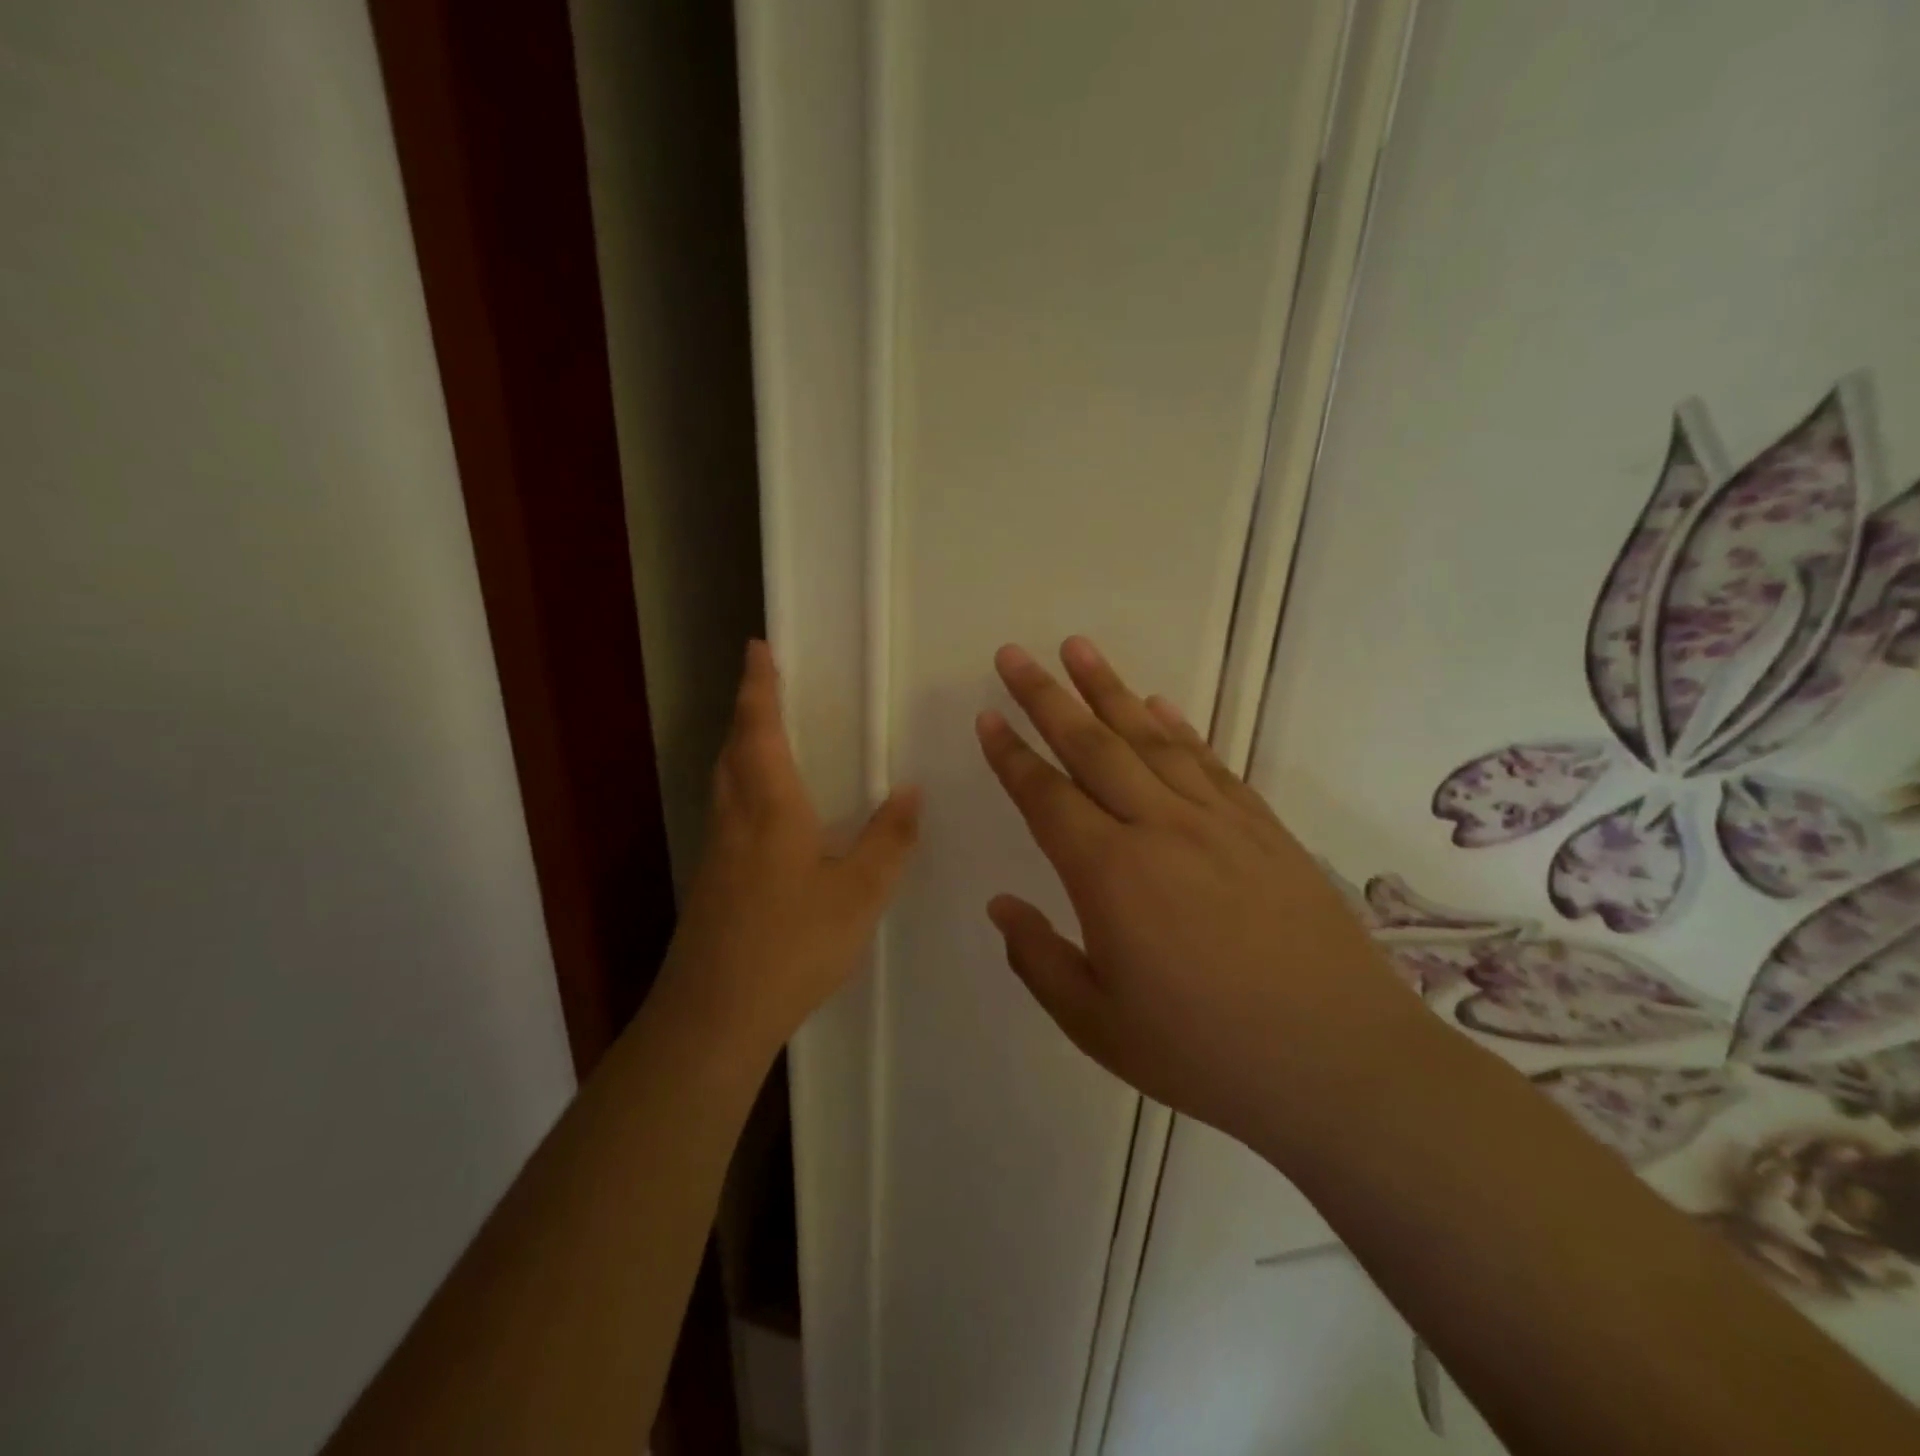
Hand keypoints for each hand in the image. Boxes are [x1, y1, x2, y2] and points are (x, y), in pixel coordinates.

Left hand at [654, 641, 920, 1061]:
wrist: (714, 1014)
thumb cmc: (792, 946)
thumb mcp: (859, 895)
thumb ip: (888, 841)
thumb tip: (910, 792)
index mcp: (770, 808)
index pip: (760, 730)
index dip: (759, 686)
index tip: (756, 647)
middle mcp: (735, 818)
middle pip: (733, 748)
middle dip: (747, 710)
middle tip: (764, 684)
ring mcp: (716, 850)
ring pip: (724, 780)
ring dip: (740, 745)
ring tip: (764, 734)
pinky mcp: (710, 880)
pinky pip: (726, 810)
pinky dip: (741, 785)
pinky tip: (764, 812)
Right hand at [976, 638, 1417, 1154]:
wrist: (1340, 1063)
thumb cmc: (1205, 1052)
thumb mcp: (1098, 1025)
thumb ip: (1039, 960)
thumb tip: (1001, 905)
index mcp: (1110, 875)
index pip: (1046, 796)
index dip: (1011, 754)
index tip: (988, 715)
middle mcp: (1159, 829)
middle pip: (1092, 746)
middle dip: (1047, 696)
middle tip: (1014, 654)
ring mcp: (1217, 821)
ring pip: (1151, 739)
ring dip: (1109, 690)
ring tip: (1078, 648)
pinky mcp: (1263, 828)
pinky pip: (1210, 762)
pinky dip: (1179, 726)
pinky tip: (1159, 705)